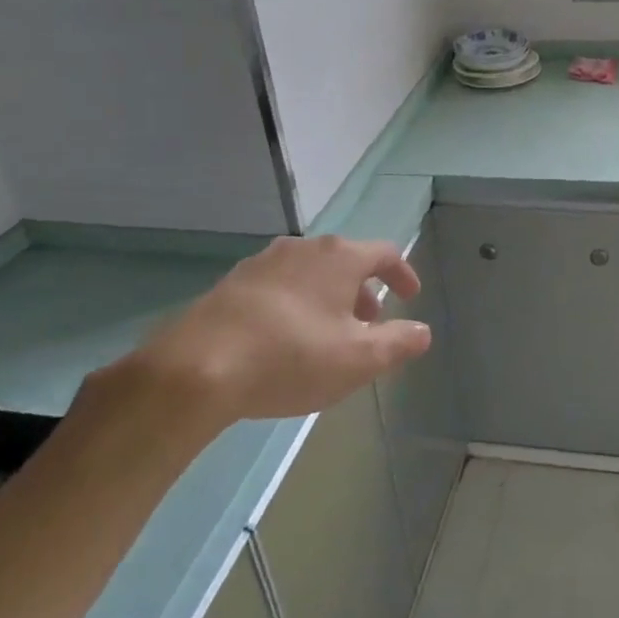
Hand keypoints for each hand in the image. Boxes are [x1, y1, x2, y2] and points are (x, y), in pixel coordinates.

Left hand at [101, 235, 432, 424]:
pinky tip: (286, 338)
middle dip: (364, 290)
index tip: (410, 297)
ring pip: (310, 273)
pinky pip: (279, 286)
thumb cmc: (291, 357)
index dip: (403, 274)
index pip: (385, 253)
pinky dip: (296, 304)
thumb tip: (422, 332)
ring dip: (329, 297)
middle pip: (345, 260)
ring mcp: (262, 263)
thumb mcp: (359, 359)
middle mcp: (302, 248)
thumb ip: (399, 343)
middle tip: (370, 323)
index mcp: (339, 257)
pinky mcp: (231, 284)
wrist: (196, 368)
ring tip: (329, 334)